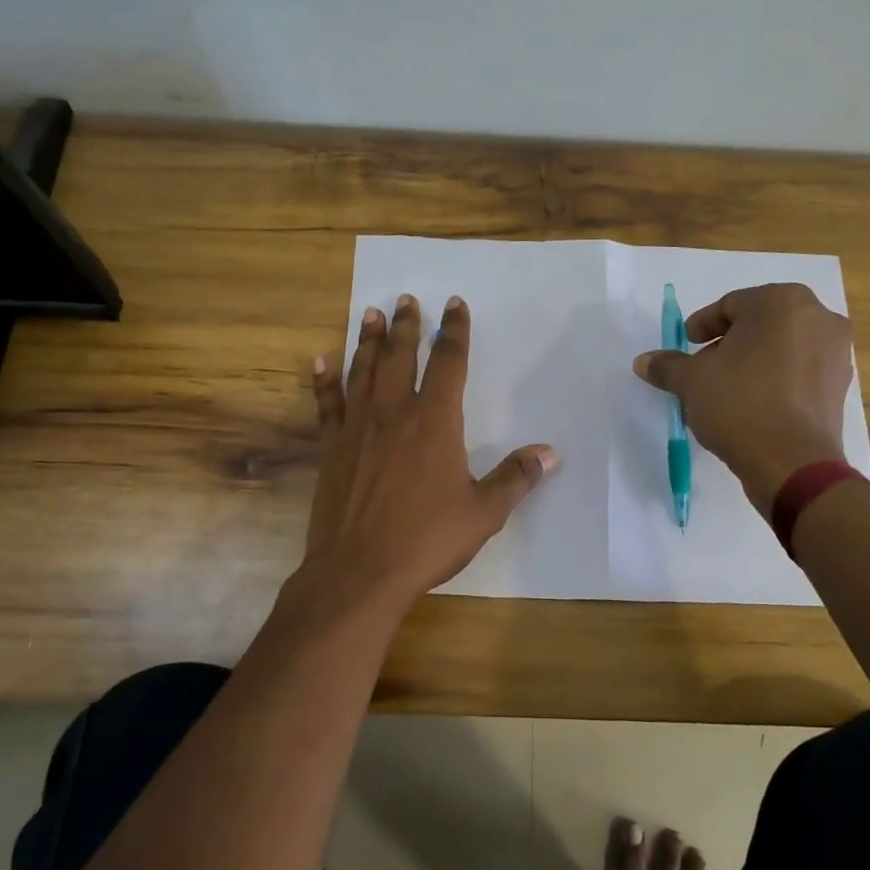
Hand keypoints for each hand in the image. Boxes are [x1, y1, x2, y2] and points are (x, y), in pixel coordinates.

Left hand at [305, 294, 557, 599]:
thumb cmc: (427, 539)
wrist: (360, 570)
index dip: (453, 330)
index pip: (448, 362)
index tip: (454, 304)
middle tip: (406, 299)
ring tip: (369, 313)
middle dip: (406, 325)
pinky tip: (320, 361)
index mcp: (435, 421)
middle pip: (400, 355)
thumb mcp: (484, 513)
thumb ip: (516, 478)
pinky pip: (327, 404)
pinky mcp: (331, 448)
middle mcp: (394, 412)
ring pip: (362, 370)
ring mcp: (357, 428)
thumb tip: (549, 453)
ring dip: (367, 340)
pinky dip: (323, 380)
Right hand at [633, 283, 851, 517]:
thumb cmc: (738, 404)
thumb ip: (667, 365)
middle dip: (730, 342)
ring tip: (727, 388)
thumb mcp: (691, 382)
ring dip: (754, 360)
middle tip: (704, 365)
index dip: (702, 325)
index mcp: (782, 302)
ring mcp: (836, 352)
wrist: (791, 463)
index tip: (686, 344)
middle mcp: (818, 317)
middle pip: (761, 323)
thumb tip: (644, 361)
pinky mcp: (840, 386)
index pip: (731, 305)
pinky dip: (777, 379)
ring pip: (783, 346)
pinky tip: (754, 404)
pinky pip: (800, 371)